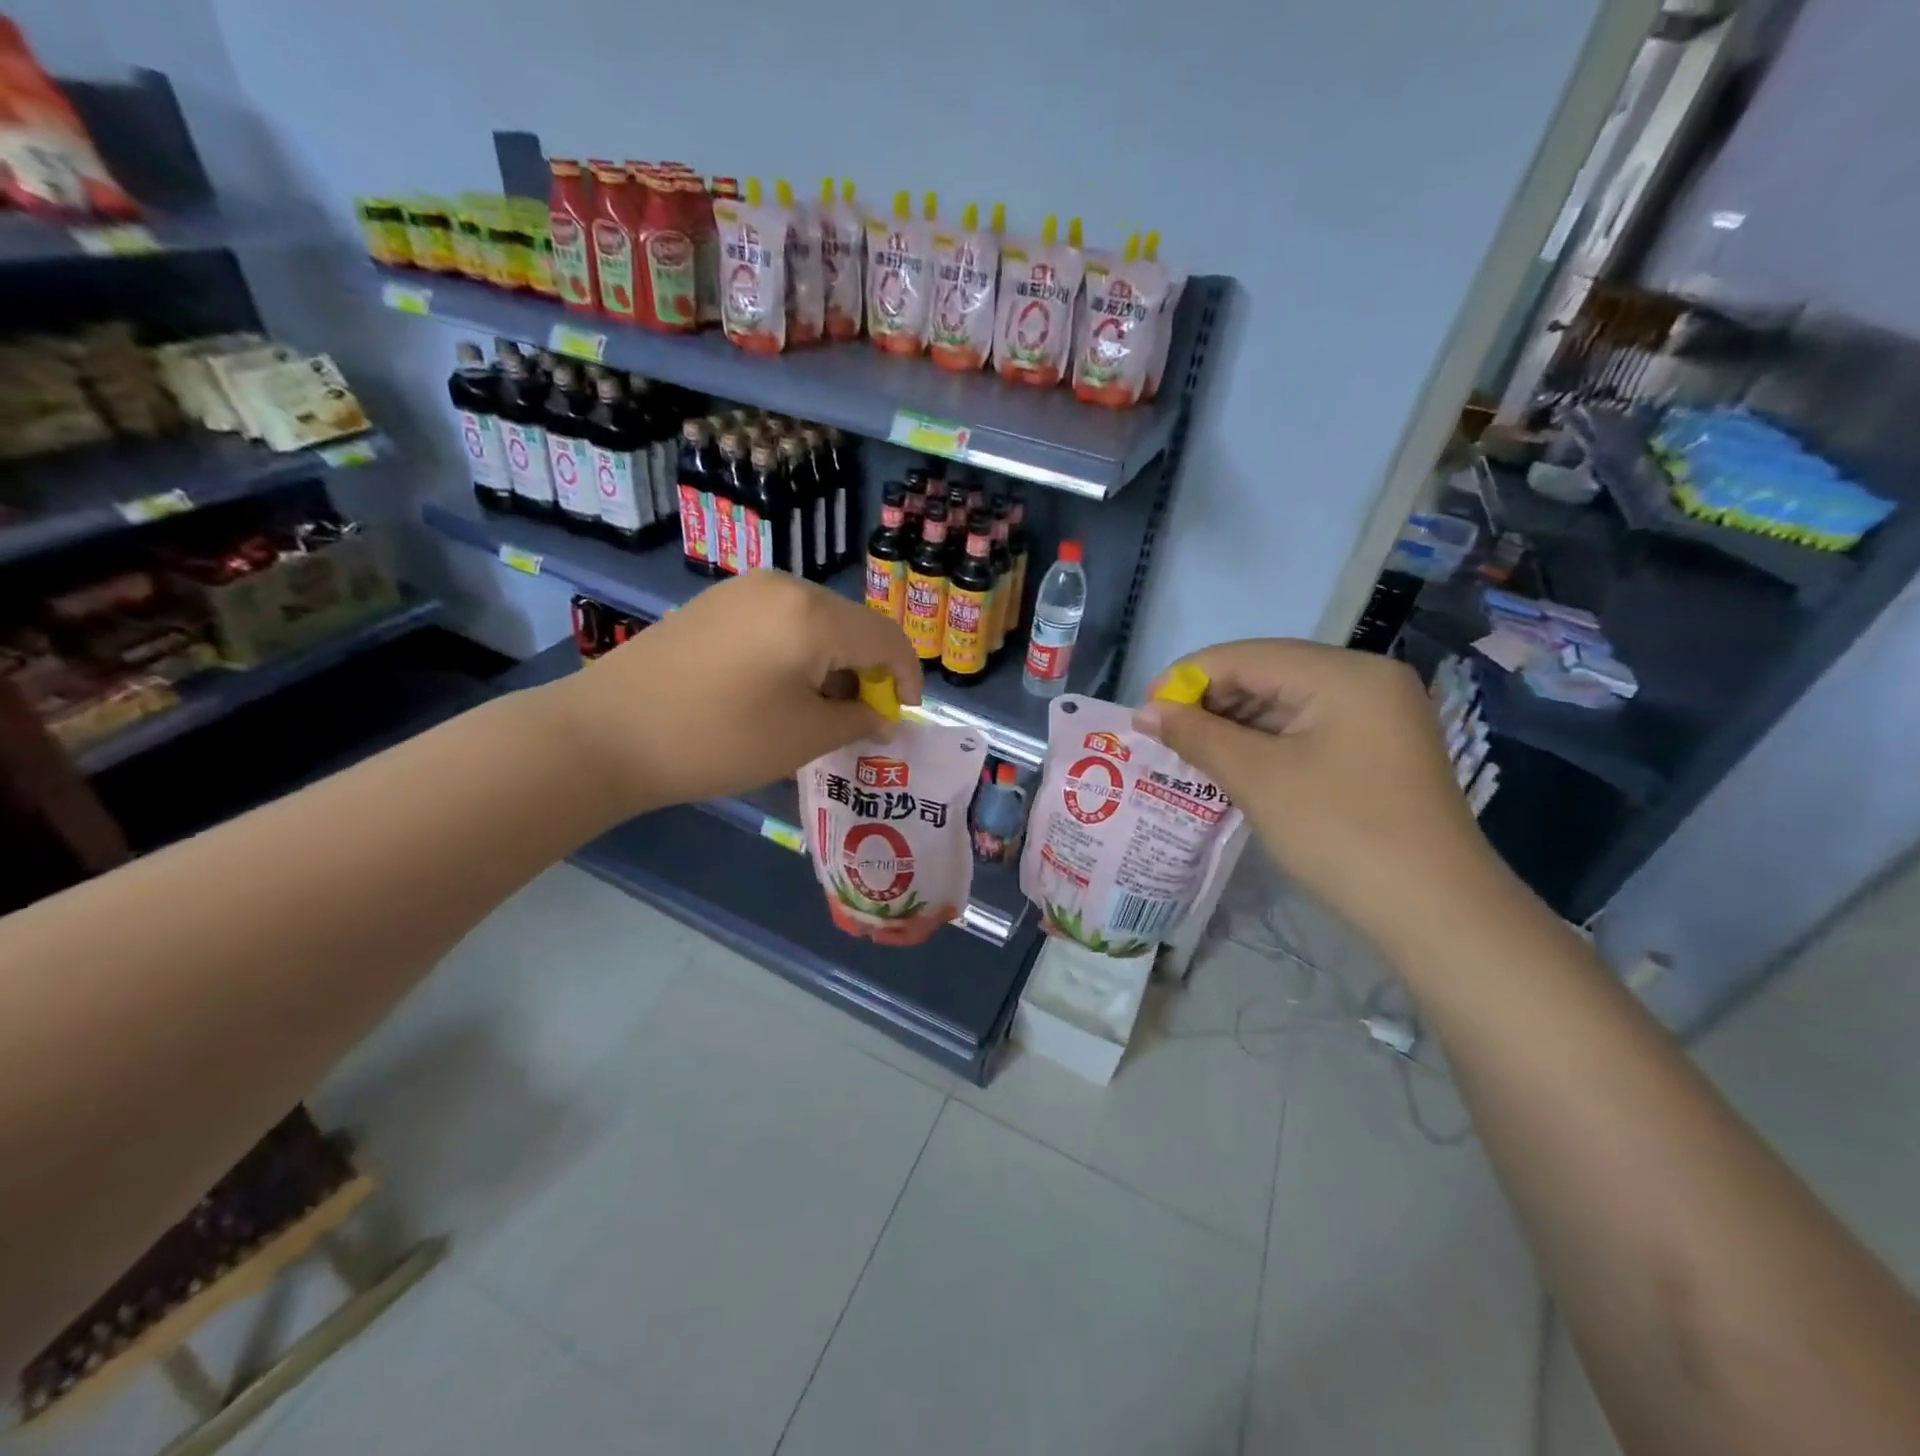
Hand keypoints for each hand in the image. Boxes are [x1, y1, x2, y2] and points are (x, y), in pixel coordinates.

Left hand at [542, 572, 923, 814]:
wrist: (605, 734)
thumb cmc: (718, 739)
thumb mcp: (803, 738)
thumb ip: (859, 720)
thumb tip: (885, 716)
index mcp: (813, 614)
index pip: (887, 639)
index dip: (907, 678)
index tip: (902, 716)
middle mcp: (783, 585)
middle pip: (852, 626)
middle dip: (866, 673)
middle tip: (857, 720)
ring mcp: (743, 589)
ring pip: (815, 623)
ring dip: (831, 664)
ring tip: (815, 711)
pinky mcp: (715, 603)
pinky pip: (778, 622)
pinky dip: (796, 654)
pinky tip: (775, 690)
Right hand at [1133, 639, 1505, 945]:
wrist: (1435, 910)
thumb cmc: (1340, 831)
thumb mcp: (1258, 778)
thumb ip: (1197, 735)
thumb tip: (1145, 711)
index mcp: (1344, 672)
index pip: (1247, 656)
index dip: (1187, 678)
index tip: (1144, 711)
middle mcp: (1366, 679)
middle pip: (1268, 673)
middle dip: (1210, 702)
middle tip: (1163, 736)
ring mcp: (1378, 714)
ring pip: (1286, 702)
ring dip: (1234, 725)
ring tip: (1189, 752)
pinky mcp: (1378, 747)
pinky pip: (1307, 728)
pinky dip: (1266, 743)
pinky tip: (1233, 764)